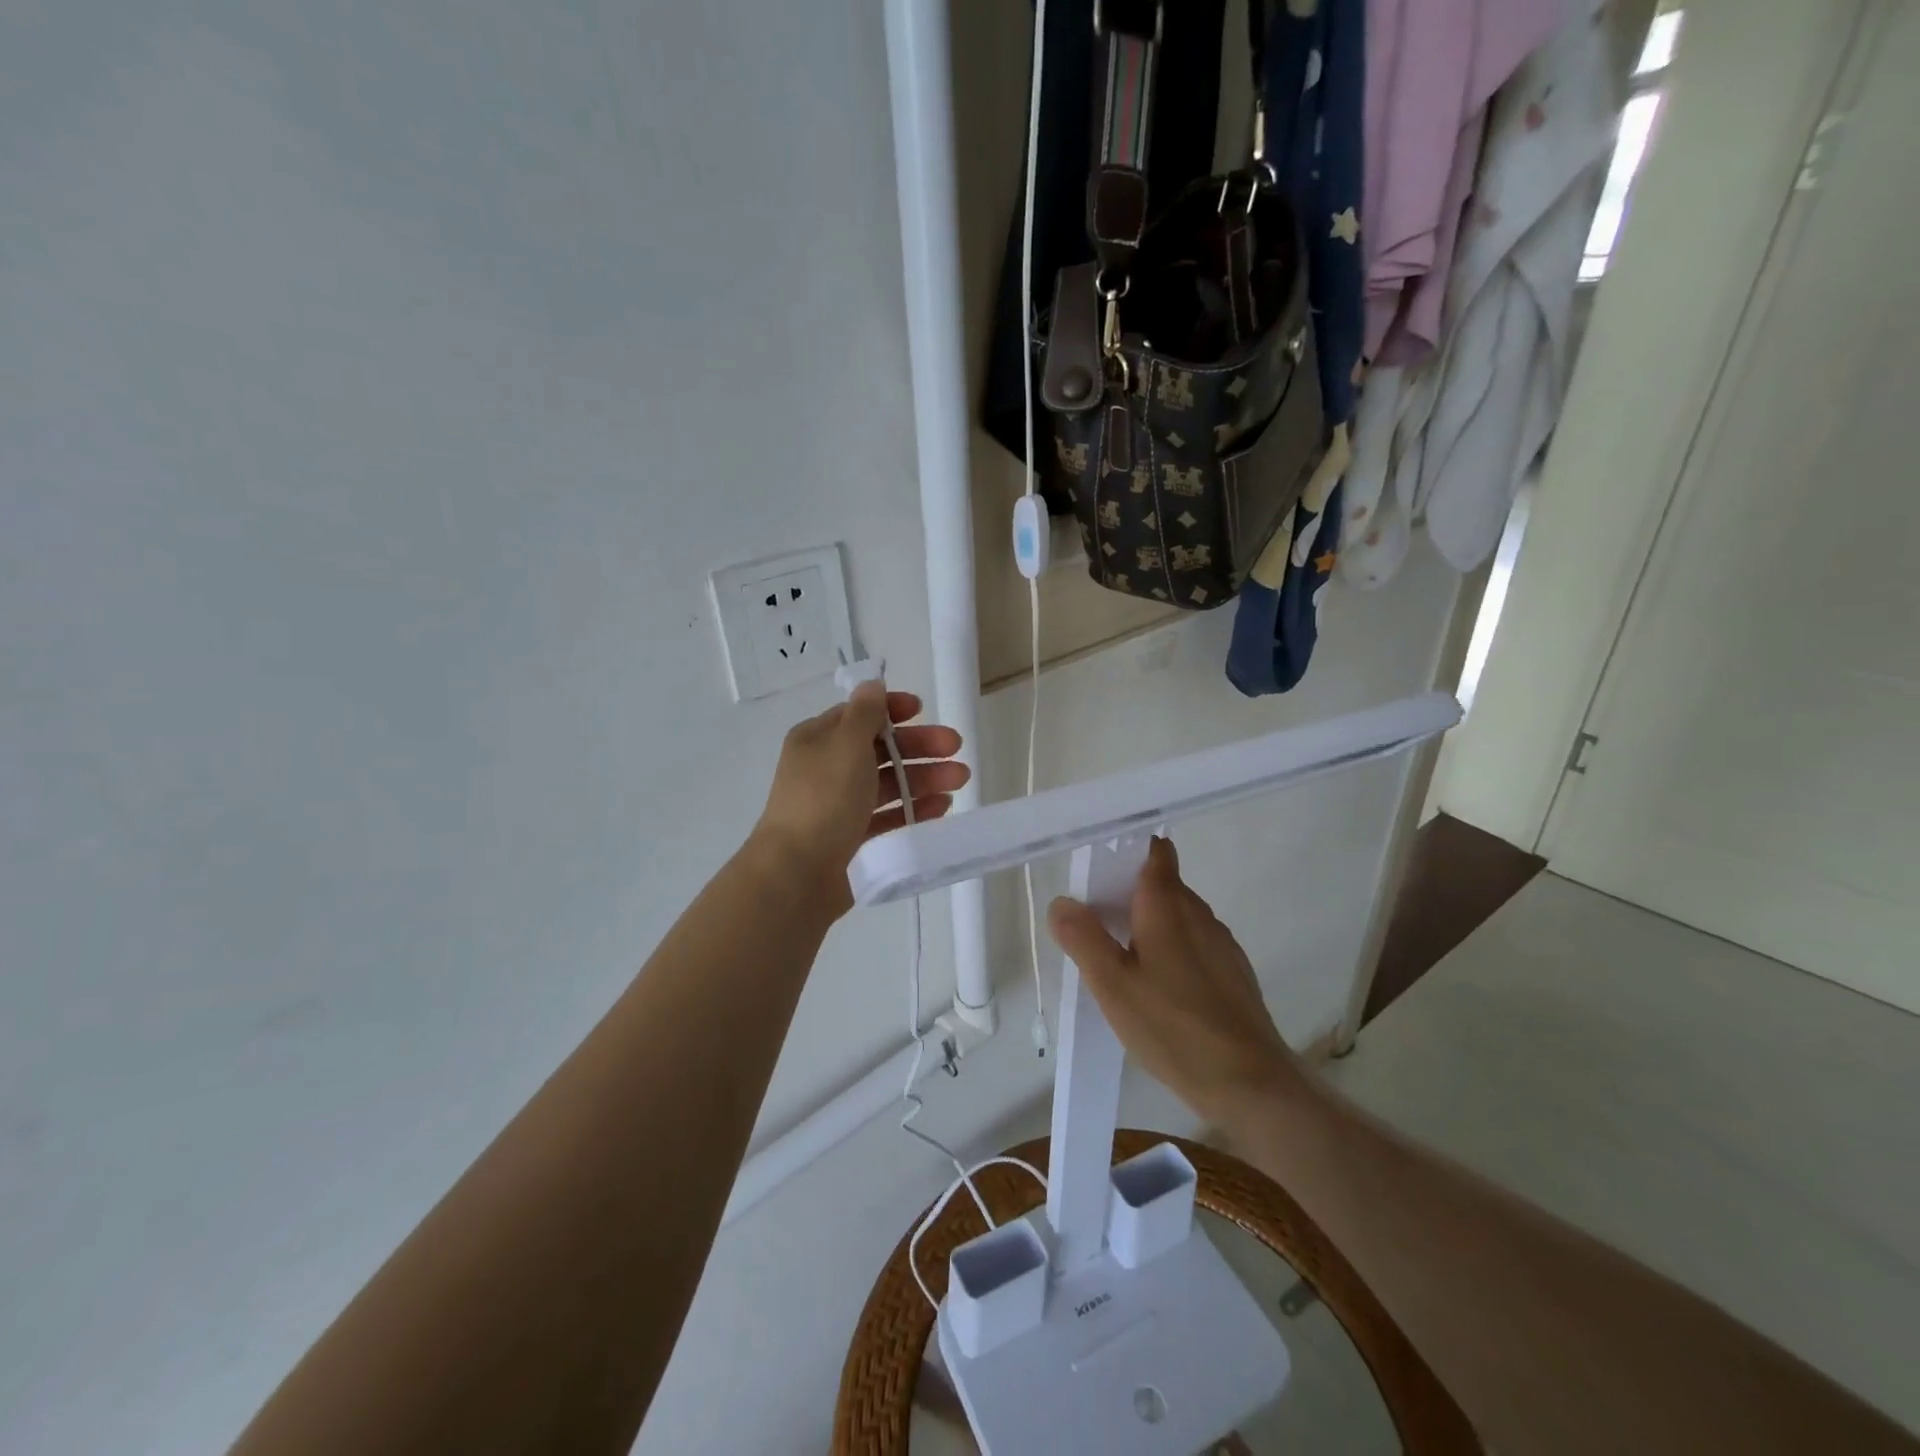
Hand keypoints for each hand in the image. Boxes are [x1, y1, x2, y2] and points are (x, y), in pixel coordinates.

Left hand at [752, 682, 967, 915]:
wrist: (798, 872)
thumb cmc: (823, 798)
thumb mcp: (846, 743)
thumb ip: (865, 713)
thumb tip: (872, 685)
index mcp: (818, 740)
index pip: (858, 715)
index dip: (891, 709)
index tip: (921, 710)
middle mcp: (827, 769)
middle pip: (880, 750)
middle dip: (919, 746)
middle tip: (955, 748)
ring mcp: (839, 806)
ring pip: (888, 784)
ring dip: (924, 777)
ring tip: (960, 780)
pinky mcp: (853, 839)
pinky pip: (889, 817)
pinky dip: (914, 809)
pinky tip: (942, 807)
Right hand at [1047, 837, 1302, 1127]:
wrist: (1251, 1084)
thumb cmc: (1173, 1027)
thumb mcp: (1112, 985)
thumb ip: (1083, 938)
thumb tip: (1062, 902)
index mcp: (1168, 905)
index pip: (1155, 851)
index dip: (1127, 851)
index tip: (1099, 872)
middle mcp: (1199, 914)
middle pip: (1163, 884)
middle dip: (1129, 895)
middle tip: (1096, 926)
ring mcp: (1222, 944)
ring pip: (1179, 917)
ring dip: (1150, 926)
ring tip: (1122, 962)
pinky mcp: (1234, 974)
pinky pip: (1195, 946)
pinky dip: (1172, 952)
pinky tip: (1159, 992)